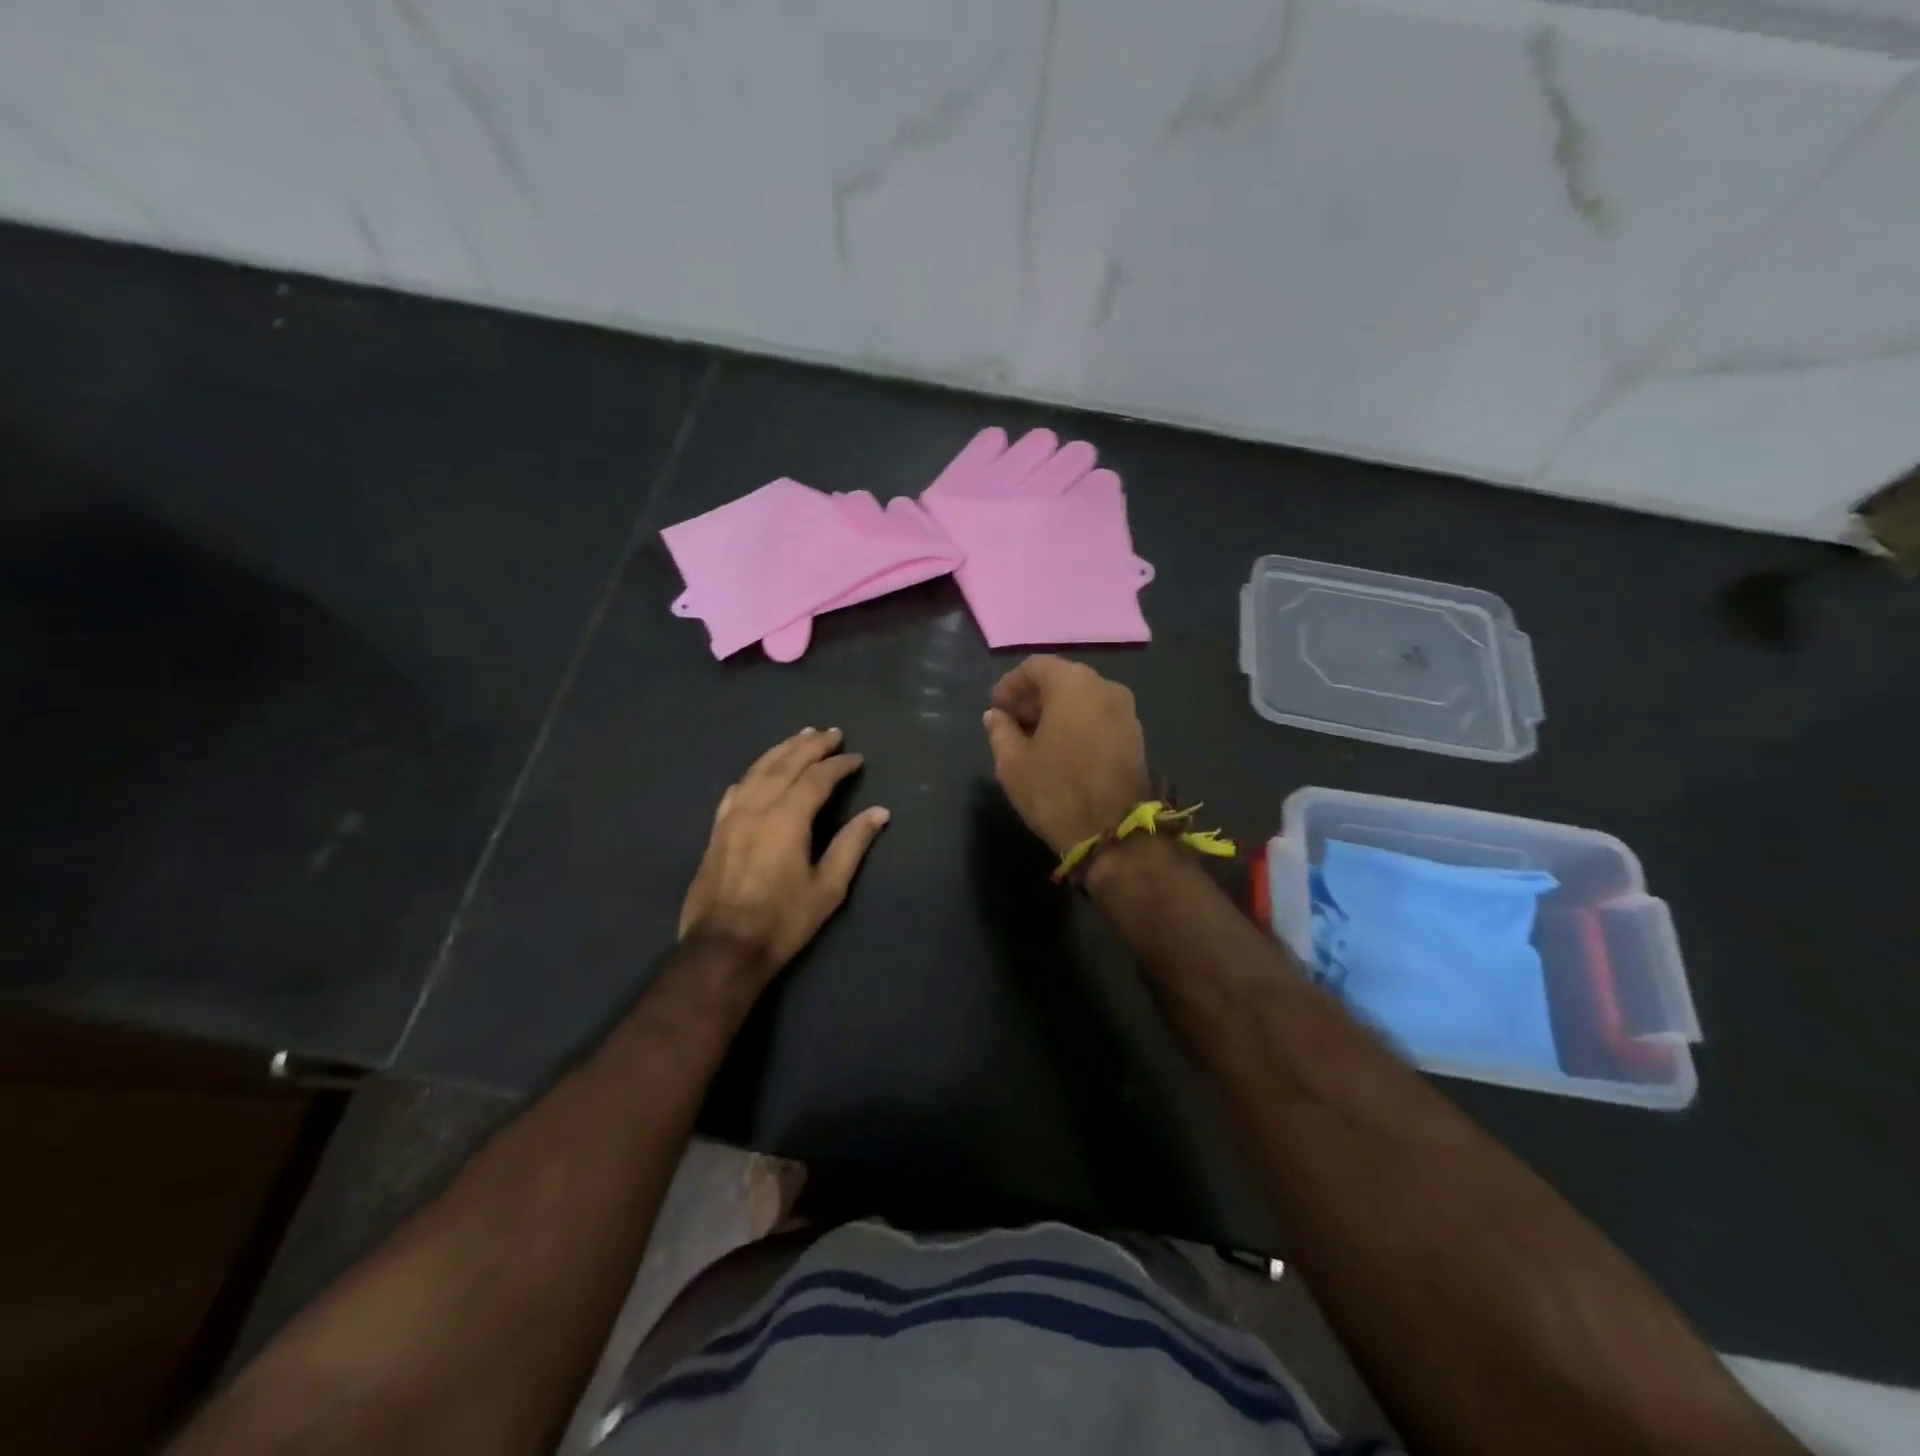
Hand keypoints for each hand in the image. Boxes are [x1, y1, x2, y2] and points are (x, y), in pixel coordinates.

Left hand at [679, 727, 889, 980]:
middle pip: (786, 764)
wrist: (723, 948)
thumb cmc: (783, 920)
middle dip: (810, 745)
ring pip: (758, 770)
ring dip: (781, 750)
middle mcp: (758, 807)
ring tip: (799, 736)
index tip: (856, 757)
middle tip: (831, 732)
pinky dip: (753, 773)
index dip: (838, 764)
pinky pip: (736, 790)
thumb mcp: (828, 887)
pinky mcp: (717, 831)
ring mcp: (732, 817)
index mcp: (788, 818)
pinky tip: (758, 771)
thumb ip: (853, 844)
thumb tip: (879, 812)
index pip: (817, 778)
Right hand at [982, 655, 1152, 854]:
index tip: (996, 709)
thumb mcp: (1013, 763)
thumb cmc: (1056, 791)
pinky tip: (1061, 751)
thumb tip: (996, 716)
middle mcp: (1105, 687)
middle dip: (1033, 698)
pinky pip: (1099, 717)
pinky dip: (1078, 724)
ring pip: (1083, 699)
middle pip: (1062, 679)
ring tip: (1034, 740)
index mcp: (1073, 684)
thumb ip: (1000, 731)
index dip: (1010, 685)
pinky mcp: (1136, 736)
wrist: (1114, 834)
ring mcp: (1126, 711)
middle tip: (1011, 724)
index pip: (1035, 666)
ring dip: (1056, 712)